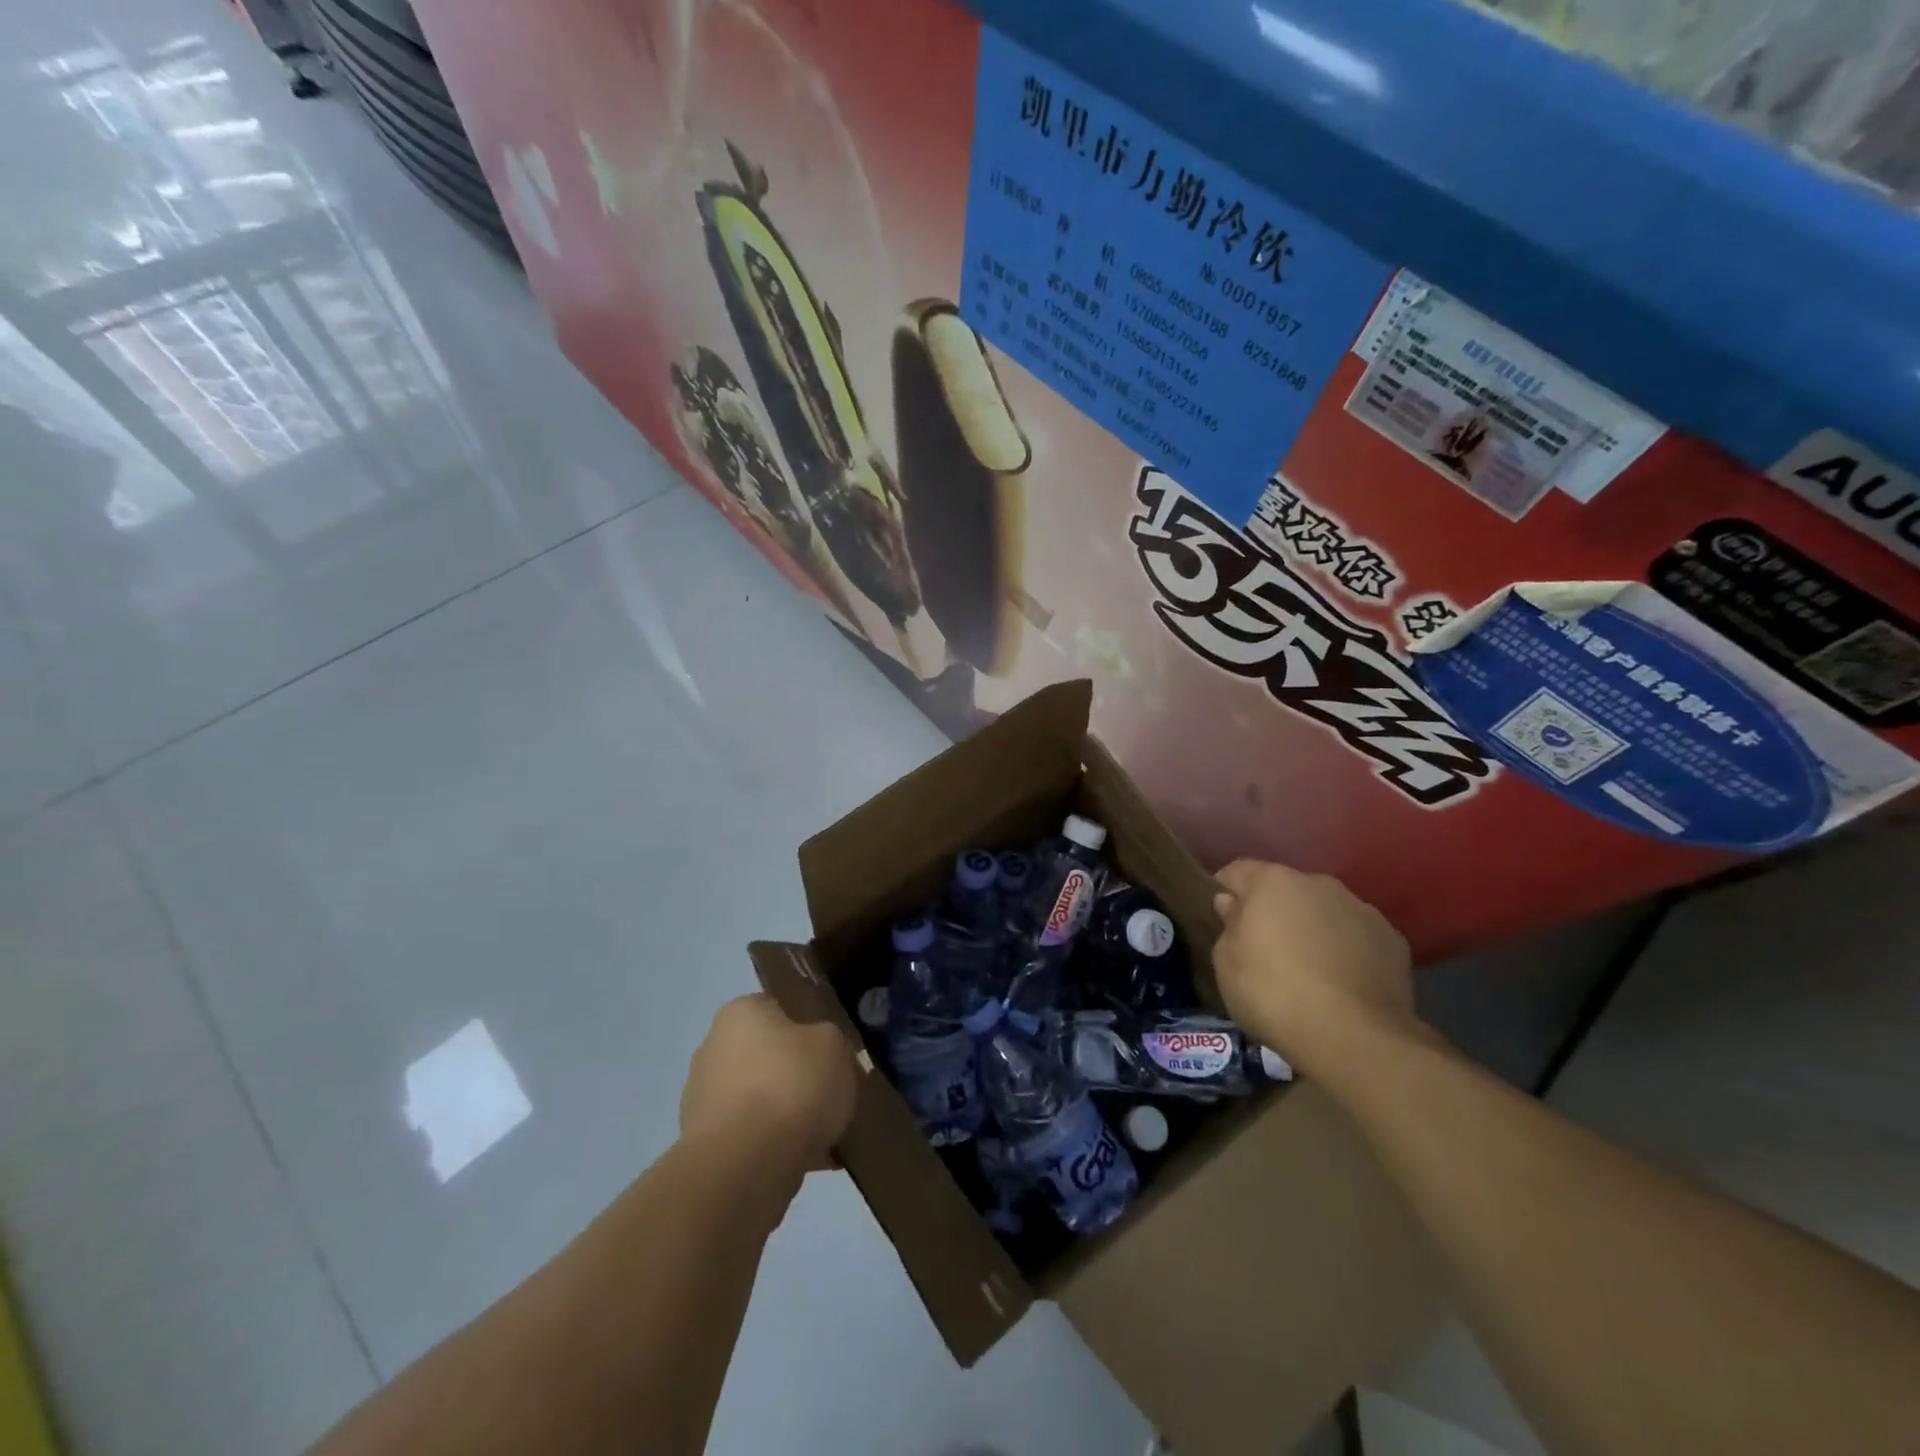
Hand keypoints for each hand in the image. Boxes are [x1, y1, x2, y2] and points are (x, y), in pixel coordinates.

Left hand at [680, 994, 857, 1172]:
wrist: (745, 1166)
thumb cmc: (791, 1085)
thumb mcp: (835, 1045)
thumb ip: (833, 1042)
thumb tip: (826, 1056)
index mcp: (740, 1012)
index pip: (779, 1008)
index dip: (810, 1027)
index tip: (834, 1051)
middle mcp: (714, 1048)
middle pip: (770, 1056)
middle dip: (799, 1075)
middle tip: (834, 1092)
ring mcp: (704, 1100)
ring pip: (762, 1100)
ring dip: (789, 1114)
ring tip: (828, 1134)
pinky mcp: (705, 1147)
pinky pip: (753, 1138)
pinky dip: (778, 1147)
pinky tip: (813, 1161)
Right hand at [1211, 860, 1421, 1081]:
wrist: (1353, 1036)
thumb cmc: (1272, 992)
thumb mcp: (1226, 963)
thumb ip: (1228, 926)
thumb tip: (1232, 905)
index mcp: (1272, 882)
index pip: (1237, 872)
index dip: (1224, 891)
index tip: (1219, 918)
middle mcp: (1318, 884)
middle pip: (1285, 890)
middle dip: (1273, 911)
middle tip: (1263, 948)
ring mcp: (1361, 909)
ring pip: (1324, 912)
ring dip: (1312, 929)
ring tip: (1308, 970)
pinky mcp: (1393, 941)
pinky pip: (1356, 938)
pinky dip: (1346, 951)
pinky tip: (1340, 984)